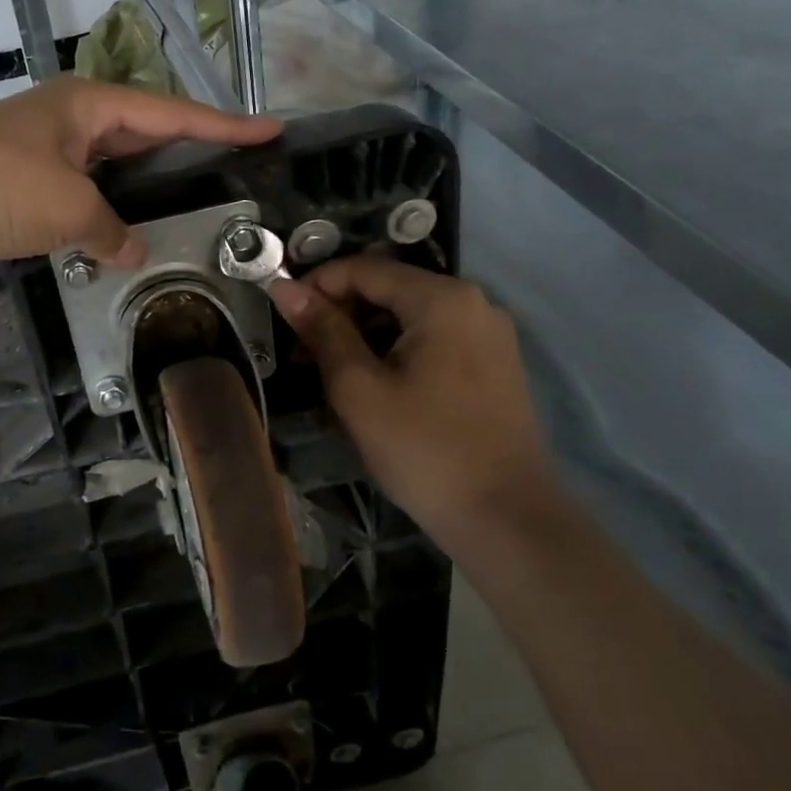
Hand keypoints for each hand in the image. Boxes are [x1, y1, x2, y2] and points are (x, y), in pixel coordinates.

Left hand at [0, 77, 280, 267]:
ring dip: (147, 179)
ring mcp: (48, 145)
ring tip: (192, 195)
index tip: (271, 129)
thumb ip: (110, 231)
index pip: (173, 114)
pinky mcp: (26, 176)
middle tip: (235, 164)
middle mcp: (74, 116)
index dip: (225, 125)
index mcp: (92, 105)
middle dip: (190, 147)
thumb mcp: (69, 208)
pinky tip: (127, 224)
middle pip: (146, 130)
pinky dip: (109, 203)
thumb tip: (131, 252)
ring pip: (114, 160)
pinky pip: (86, 184)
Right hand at [269, 256, 556, 541]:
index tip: (283, 317)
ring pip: (409, 317)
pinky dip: (396, 351)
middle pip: (388, 289)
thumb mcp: (359, 388)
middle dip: (340, 314)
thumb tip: (284, 287)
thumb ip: (322, 330)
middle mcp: (473, 302)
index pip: (364, 269)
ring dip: (365, 335)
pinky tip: (373, 385)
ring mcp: (489, 334)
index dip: (316, 285)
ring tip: (330, 374)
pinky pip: (433, 339)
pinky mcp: (495, 364)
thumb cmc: (424, 449)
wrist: (507, 521)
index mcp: (442, 298)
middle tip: (303, 354)